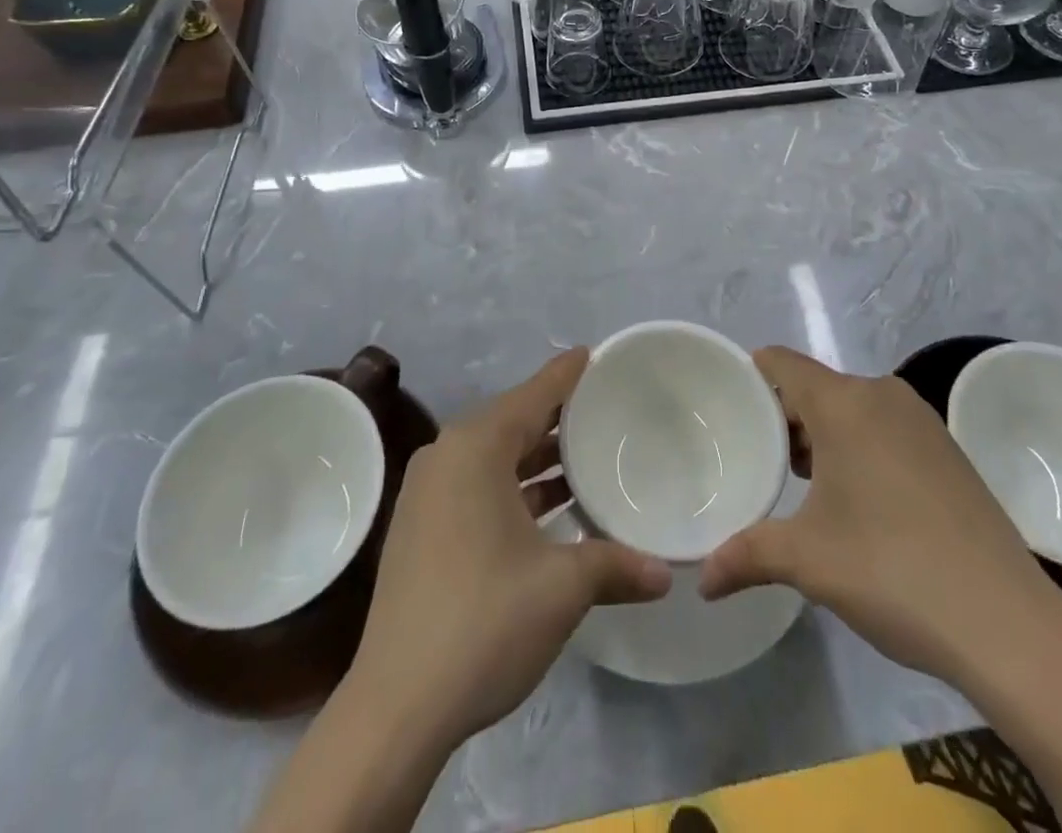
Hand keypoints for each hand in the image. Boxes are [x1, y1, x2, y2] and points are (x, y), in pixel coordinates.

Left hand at [347, 350, 671, 748]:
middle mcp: (447, 457)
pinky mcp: (421, 529)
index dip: (567, 375)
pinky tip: (550, 506)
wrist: (396, 706)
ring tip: (587, 456)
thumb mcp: (562, 587)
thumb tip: (665, 574)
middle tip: (604, 408)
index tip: (595, 355)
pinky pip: (478, 485)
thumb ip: (616, 566)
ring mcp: (428, 494)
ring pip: (495, 457)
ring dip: (537, 459)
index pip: (534, 395)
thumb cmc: (484, 622)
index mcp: (475, 448)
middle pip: (513, 421)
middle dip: (558, 417)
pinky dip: (514, 486)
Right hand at [698, 347, 1061, 688]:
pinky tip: (857, 501)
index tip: (726, 410)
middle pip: (814, 387)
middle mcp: (881, 394)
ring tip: (801, 486)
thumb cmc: (892, 570)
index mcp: (843, 402)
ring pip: (851, 408)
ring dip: (823, 437)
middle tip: (759, 463)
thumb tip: (702, 580)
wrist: (1008, 622)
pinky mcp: (947, 448)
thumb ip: (746, 557)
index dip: (749, 378)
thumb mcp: (808, 561)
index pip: (780, 363)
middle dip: (784, 420)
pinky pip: (884, 427)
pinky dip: (859, 447)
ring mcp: (921, 419)